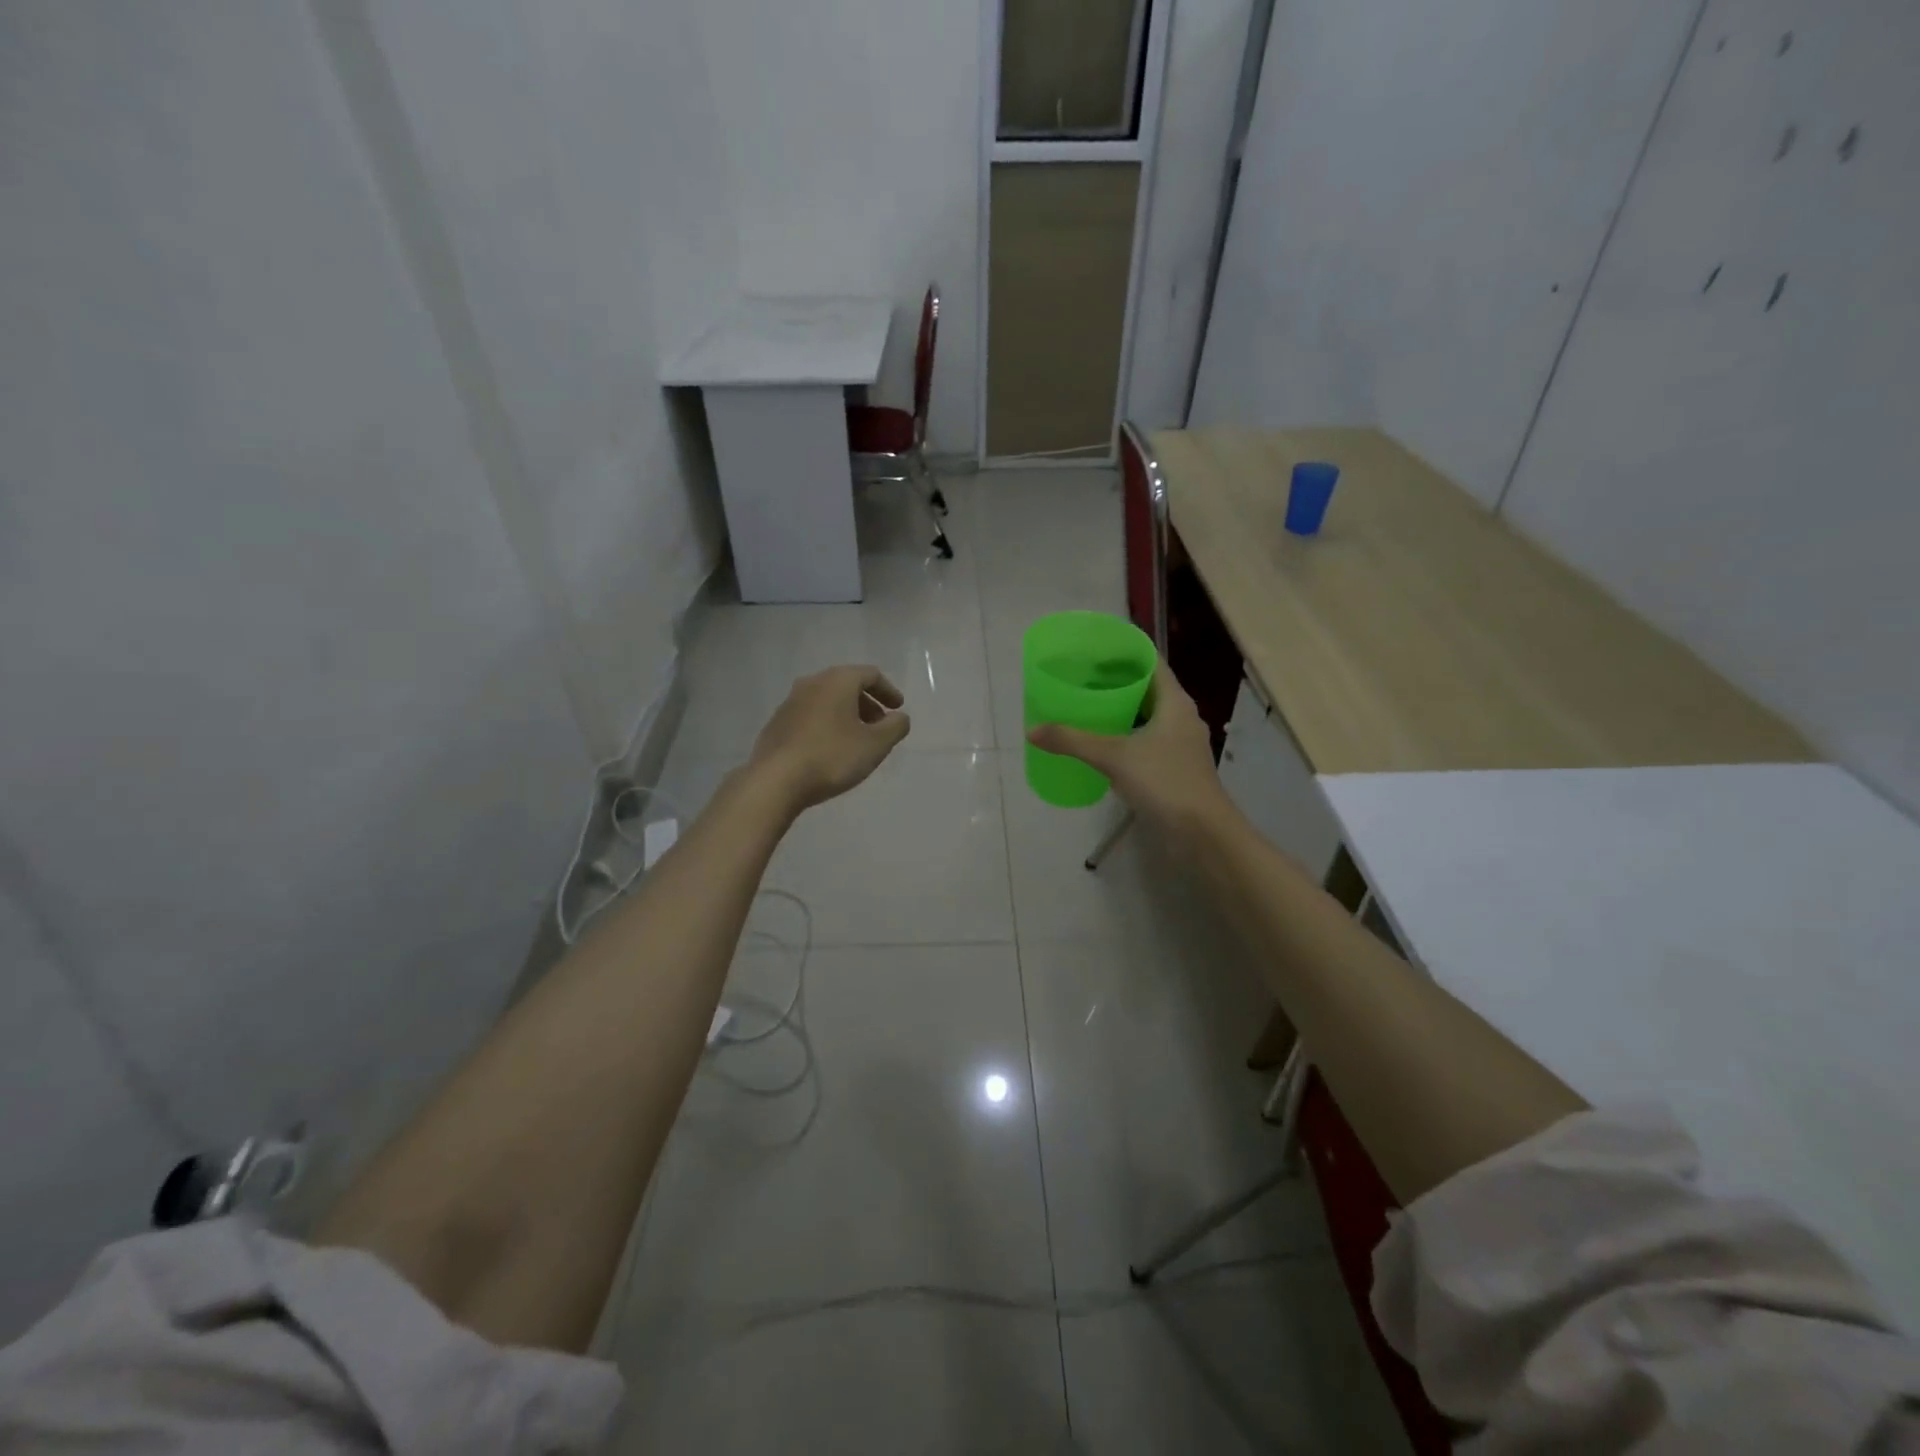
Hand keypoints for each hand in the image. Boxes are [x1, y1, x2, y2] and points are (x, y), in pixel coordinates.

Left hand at [748, 665, 911, 813]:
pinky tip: (830, 749)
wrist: (775, 781)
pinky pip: (810, 716)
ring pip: (827, 700)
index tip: (898, 708)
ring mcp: (790, 702)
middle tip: (880, 726)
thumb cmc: (832, 757)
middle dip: (867, 704)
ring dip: (846, 715)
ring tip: (857, 740)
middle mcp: (812, 683)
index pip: (870, 675)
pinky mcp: (777, 723)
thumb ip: (895, 727)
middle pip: (847, 685)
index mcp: (837, 681)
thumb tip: (900, 717)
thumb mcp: (875, 745)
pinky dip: (827, 724)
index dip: (888, 691)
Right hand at [1027, 660, 1232, 834]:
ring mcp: (1180, 744)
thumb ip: (1073, 741)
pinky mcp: (1175, 767)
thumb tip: (1032, 731)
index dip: (1124, 653)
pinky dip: (1125, 736)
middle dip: (1116, 682)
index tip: (1094, 650)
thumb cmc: (1164, 782)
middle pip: (1147, 689)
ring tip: (1086, 707)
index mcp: (1175, 702)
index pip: (1151, 663)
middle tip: (1081, 678)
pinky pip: (1147, 740)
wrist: (1202, 832)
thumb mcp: (1113, 757)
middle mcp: (1181, 717)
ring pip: (1147, 717)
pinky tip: (1102, 745)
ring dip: (1120, 711)